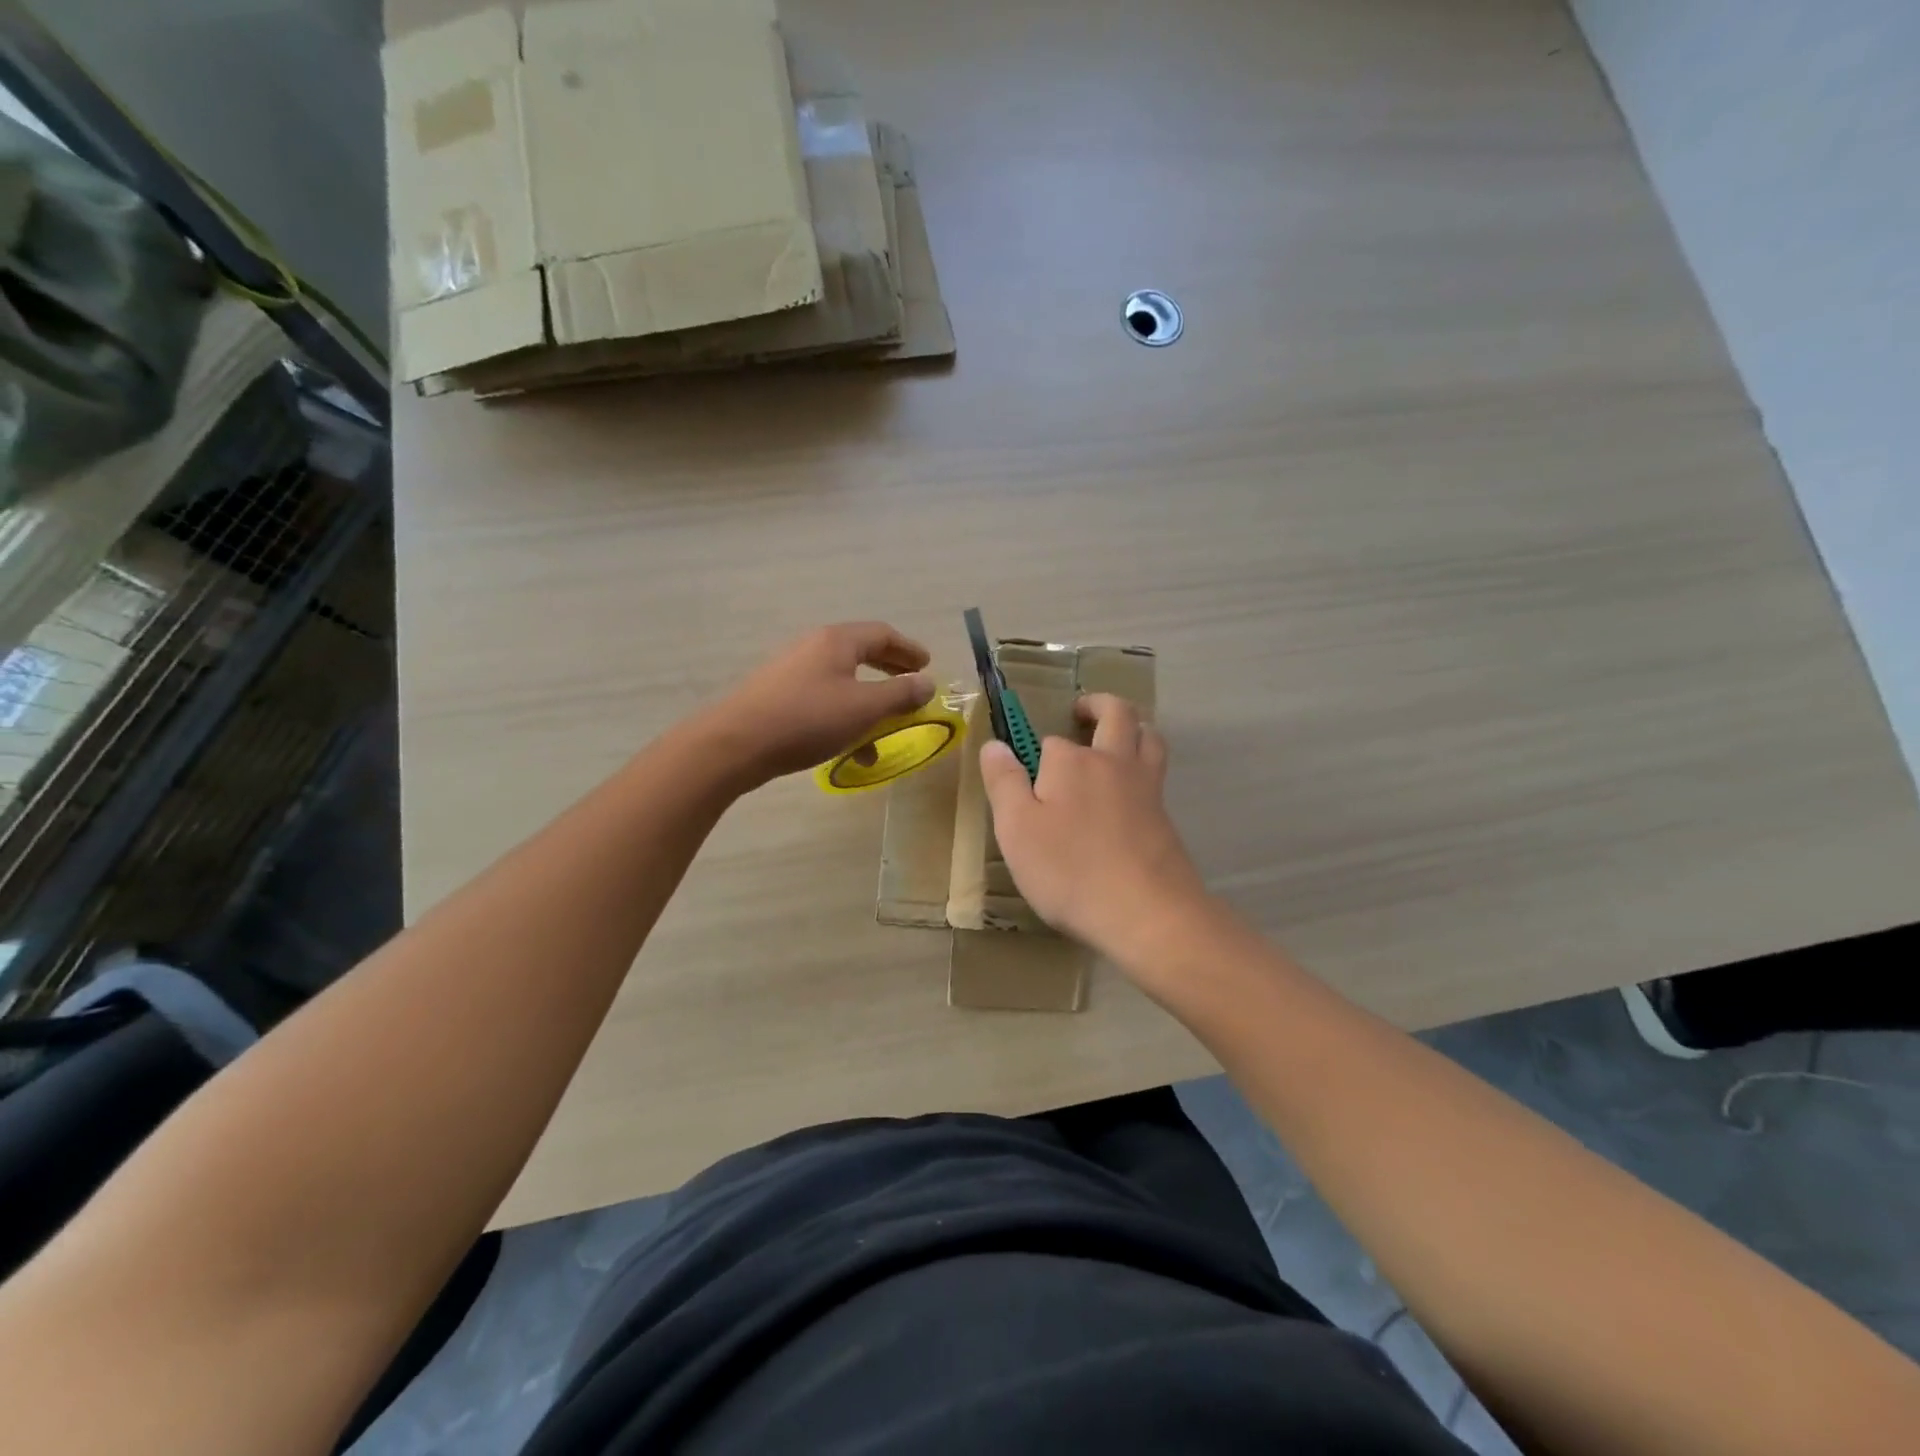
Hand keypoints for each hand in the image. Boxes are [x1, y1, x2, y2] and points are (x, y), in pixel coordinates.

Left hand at [698, 622, 933, 788]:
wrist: (736, 743)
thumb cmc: (807, 719)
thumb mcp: (863, 708)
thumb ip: (900, 695)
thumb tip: (927, 683)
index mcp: (837, 641)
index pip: (882, 634)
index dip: (909, 650)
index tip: (928, 666)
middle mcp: (814, 647)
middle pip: (861, 652)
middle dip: (890, 670)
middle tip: (911, 684)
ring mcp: (792, 670)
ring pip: (842, 680)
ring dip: (869, 701)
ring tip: (886, 729)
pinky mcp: (778, 695)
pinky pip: (823, 699)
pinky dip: (844, 716)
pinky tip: (851, 750)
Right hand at [980, 693, 1209, 962]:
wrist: (1146, 912)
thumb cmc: (1070, 870)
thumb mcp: (1017, 829)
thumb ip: (1004, 782)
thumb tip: (994, 744)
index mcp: (1071, 761)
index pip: (1050, 741)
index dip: (1036, 754)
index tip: (1021, 774)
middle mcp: (1113, 762)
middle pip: (1116, 714)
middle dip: (1097, 706)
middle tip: (1081, 711)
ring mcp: (1146, 787)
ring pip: (1148, 737)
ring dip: (1132, 727)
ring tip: (1115, 736)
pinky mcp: (1166, 816)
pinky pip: (1156, 773)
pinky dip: (1143, 765)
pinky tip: (1129, 791)